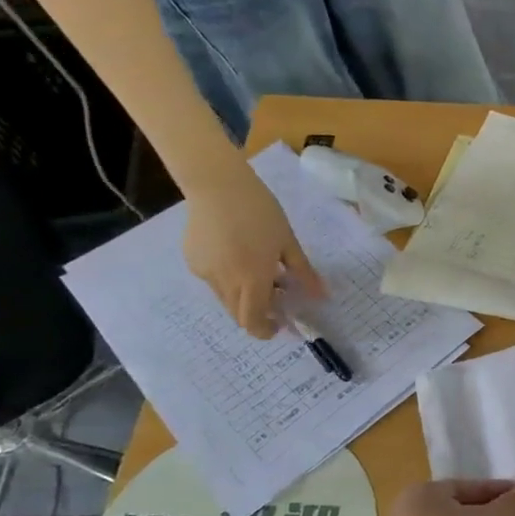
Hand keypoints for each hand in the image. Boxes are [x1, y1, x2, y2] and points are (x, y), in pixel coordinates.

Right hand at [181, 158, 324, 337]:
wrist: (217, 185)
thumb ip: (303, 273)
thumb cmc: (261, 211)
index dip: (265, 330)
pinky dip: (230, 282)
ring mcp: (204, 272)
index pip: (252, 320)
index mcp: (251, 278)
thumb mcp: (288, 243)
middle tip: (278, 301)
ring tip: (263, 275)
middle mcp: (224, 281)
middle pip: (238, 314)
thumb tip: (321, 296)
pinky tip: (241, 259)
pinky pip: (213, 282)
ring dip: (245, 298)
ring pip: (225, 299)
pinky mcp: (193, 261)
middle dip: (258, 315)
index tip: (280, 326)